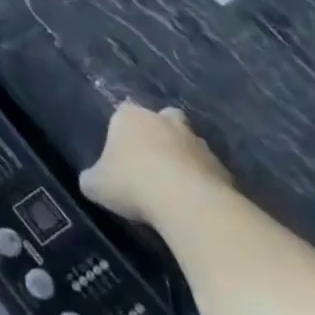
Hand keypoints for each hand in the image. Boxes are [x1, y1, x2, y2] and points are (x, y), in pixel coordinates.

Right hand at [79, 102, 233, 229]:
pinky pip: (206, 169)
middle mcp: (164, 120)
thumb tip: (93, 179)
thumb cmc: (132, 184)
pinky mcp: (221, 166)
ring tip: (172, 185)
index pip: (122, 111)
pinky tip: (191, 201)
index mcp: (130, 116)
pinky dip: (200, 180)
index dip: (121, 130)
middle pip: (162, 118)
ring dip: (181, 157)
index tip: (119, 153)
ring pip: (187, 142)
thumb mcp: (95, 185)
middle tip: (149, 159)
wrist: (187, 203)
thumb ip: (92, 177)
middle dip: (158, 133)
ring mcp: (196, 141)